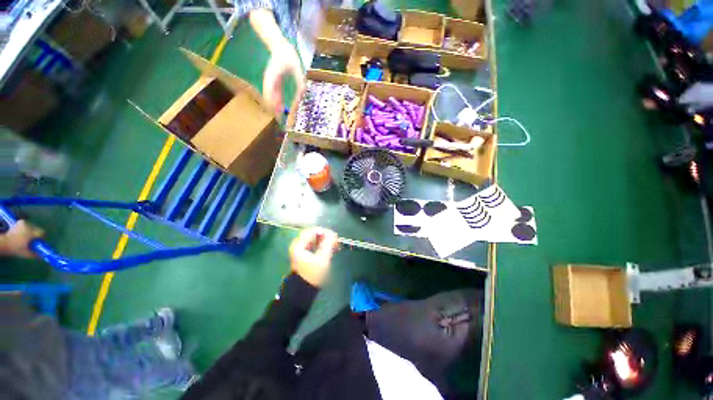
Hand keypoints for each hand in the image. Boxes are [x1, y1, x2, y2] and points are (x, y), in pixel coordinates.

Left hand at [1, 220, 42, 257]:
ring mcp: (24, 222)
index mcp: (30, 232)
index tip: (38, 242)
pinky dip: (27, 228)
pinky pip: (28, 224)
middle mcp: (28, 225)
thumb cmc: (16, 249)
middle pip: (37, 229)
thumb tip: (44, 255)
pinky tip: (23, 233)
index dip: (41, 238)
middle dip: (35, 234)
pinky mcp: (20, 221)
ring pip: (33, 226)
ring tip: (26, 237)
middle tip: (31, 241)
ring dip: (31, 231)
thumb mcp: (26, 254)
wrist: (4, 243)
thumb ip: (36, 255)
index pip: (42, 233)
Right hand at [263, 41, 305, 114]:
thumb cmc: (289, 57)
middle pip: (269, 96)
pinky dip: (277, 102)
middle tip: (280, 119)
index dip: (272, 103)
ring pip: (270, 96)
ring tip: (280, 116)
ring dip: (275, 106)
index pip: (269, 91)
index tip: (278, 112)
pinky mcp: (273, 82)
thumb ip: (299, 84)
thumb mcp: (297, 70)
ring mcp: (270, 81)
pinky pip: (274, 94)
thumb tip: (301, 97)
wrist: (280, 47)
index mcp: (273, 75)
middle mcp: (269, 79)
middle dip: (274, 108)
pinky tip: (281, 108)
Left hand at [289, 227, 338, 286]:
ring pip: (314, 240)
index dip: (325, 232)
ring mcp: (301, 250)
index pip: (313, 231)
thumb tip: (333, 235)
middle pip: (313, 234)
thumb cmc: (312, 275)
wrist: (303, 292)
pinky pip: (314, 245)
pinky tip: (329, 249)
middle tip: (335, 241)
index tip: (334, 237)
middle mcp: (298, 245)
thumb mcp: (322, 259)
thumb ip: (328, 245)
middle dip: (325, 236)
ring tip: (334, 246)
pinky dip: (322, 245)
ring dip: (325, 241)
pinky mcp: (305, 255)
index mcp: (299, 245)